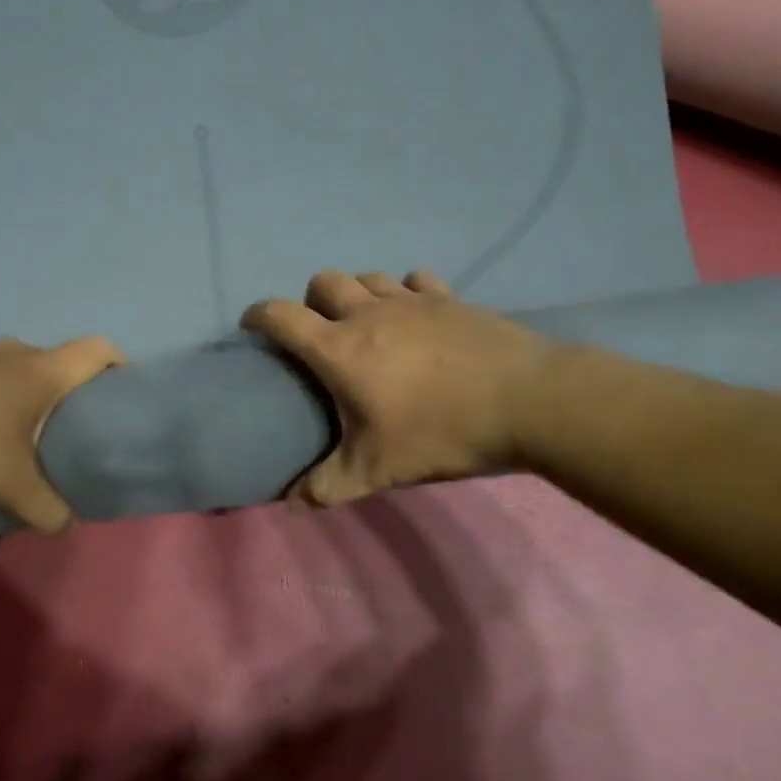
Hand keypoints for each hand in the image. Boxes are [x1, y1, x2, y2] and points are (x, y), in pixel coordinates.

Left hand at [0, 336, 126, 532]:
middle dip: (72, 390)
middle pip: (60, 361)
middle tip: (74, 428)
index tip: (123, 391)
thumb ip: (46, 507)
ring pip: (21, 367)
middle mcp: (15, 351)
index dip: (118, 364)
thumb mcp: (8, 485)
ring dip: (30, 391)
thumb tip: (68, 524)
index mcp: (41, 370)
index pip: (97, 349)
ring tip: (26, 430)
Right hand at [242, 269, 551, 507]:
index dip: (258, 316)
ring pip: (367, 276)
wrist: (528, 402)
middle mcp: (368, 314)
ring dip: (356, 292)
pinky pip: (415, 280)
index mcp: (339, 349)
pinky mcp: (448, 299)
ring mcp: (411, 301)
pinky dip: (405, 291)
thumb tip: (292, 504)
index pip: (281, 316)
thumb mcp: (378, 469)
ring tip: (365, 322)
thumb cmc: (440, 432)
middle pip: (323, 281)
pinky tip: (415, 314)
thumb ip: (328, 486)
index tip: (251, 327)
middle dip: (311, 301)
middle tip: (321, 333)